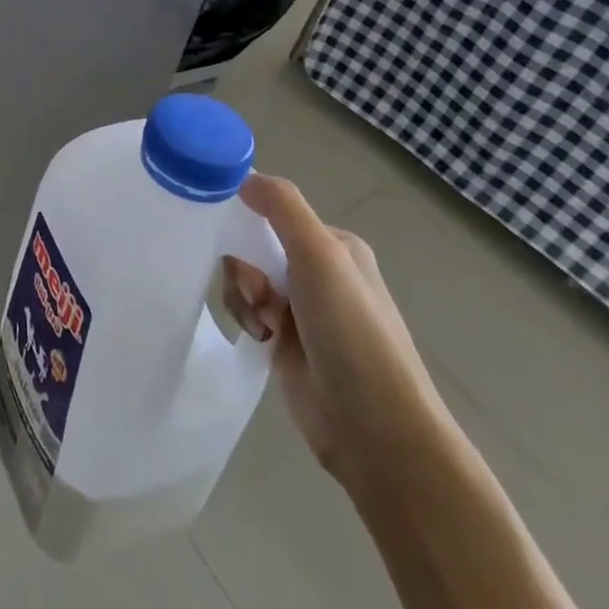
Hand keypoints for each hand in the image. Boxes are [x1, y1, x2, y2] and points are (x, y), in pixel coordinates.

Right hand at [223, 175, 455, 499]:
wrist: (376, 430)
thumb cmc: (352, 332)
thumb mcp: (320, 255)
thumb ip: (282, 207)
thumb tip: (245, 177)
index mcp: (335, 246)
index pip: (274, 212)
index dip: (248, 219)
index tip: (232, 234)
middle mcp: (319, 273)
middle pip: (253, 245)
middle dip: (245, 266)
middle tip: (258, 291)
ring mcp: (302, 311)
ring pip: (245, 279)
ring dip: (244, 296)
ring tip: (264, 324)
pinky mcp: (285, 343)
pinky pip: (246, 312)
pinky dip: (246, 319)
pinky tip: (260, 339)